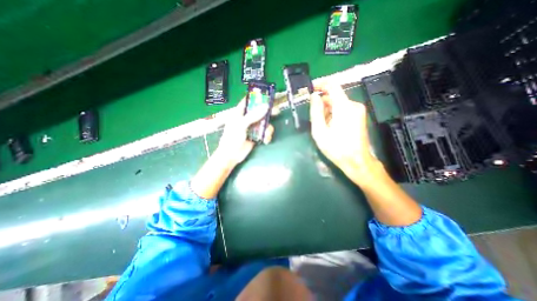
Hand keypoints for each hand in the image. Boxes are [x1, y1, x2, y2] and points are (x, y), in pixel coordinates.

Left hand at [190, 99, 273, 199]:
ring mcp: (252, 127)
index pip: (248, 101)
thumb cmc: (232, 138)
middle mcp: (247, 118)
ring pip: (264, 122)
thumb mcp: (241, 125)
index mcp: (239, 113)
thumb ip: (253, 116)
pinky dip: (267, 135)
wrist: (231, 155)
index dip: (256, 97)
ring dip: (268, 128)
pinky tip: (265, 140)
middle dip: (267, 112)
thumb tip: (265, 107)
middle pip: (259, 111)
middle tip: (275, 112)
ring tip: (267, 134)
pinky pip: (264, 132)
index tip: (266, 95)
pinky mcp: (256, 135)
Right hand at [309, 83, 378, 185]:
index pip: (332, 86)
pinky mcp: (359, 116)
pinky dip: (334, 114)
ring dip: (327, 110)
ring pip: (338, 103)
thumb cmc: (336, 148)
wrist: (357, 161)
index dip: (320, 84)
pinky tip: (330, 126)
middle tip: (313, 116)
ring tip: (322, 125)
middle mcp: (353, 105)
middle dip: (322, 103)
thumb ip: (316, 112)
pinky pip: (343, 109)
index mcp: (344, 107)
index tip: (310, 89)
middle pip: (334, 96)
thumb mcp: (320, 131)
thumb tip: (314, 96)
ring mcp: (358, 111)